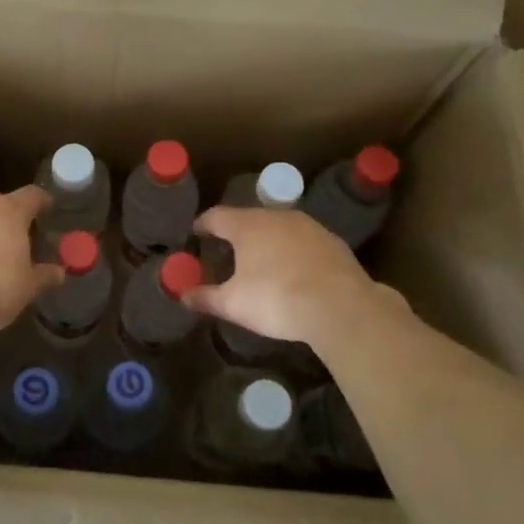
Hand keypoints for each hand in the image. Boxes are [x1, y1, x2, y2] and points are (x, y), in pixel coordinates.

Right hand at [183, 206, 402, 344]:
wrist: (340, 307)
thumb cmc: (276, 299)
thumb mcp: (234, 304)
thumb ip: (206, 297)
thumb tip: (183, 295)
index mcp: (247, 225)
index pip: (217, 216)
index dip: (203, 225)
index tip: (196, 232)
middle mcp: (276, 217)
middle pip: (249, 218)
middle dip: (236, 232)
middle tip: (227, 248)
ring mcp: (308, 226)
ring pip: (279, 227)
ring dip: (267, 240)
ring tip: (261, 259)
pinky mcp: (332, 241)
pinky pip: (303, 241)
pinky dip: (293, 251)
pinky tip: (294, 270)